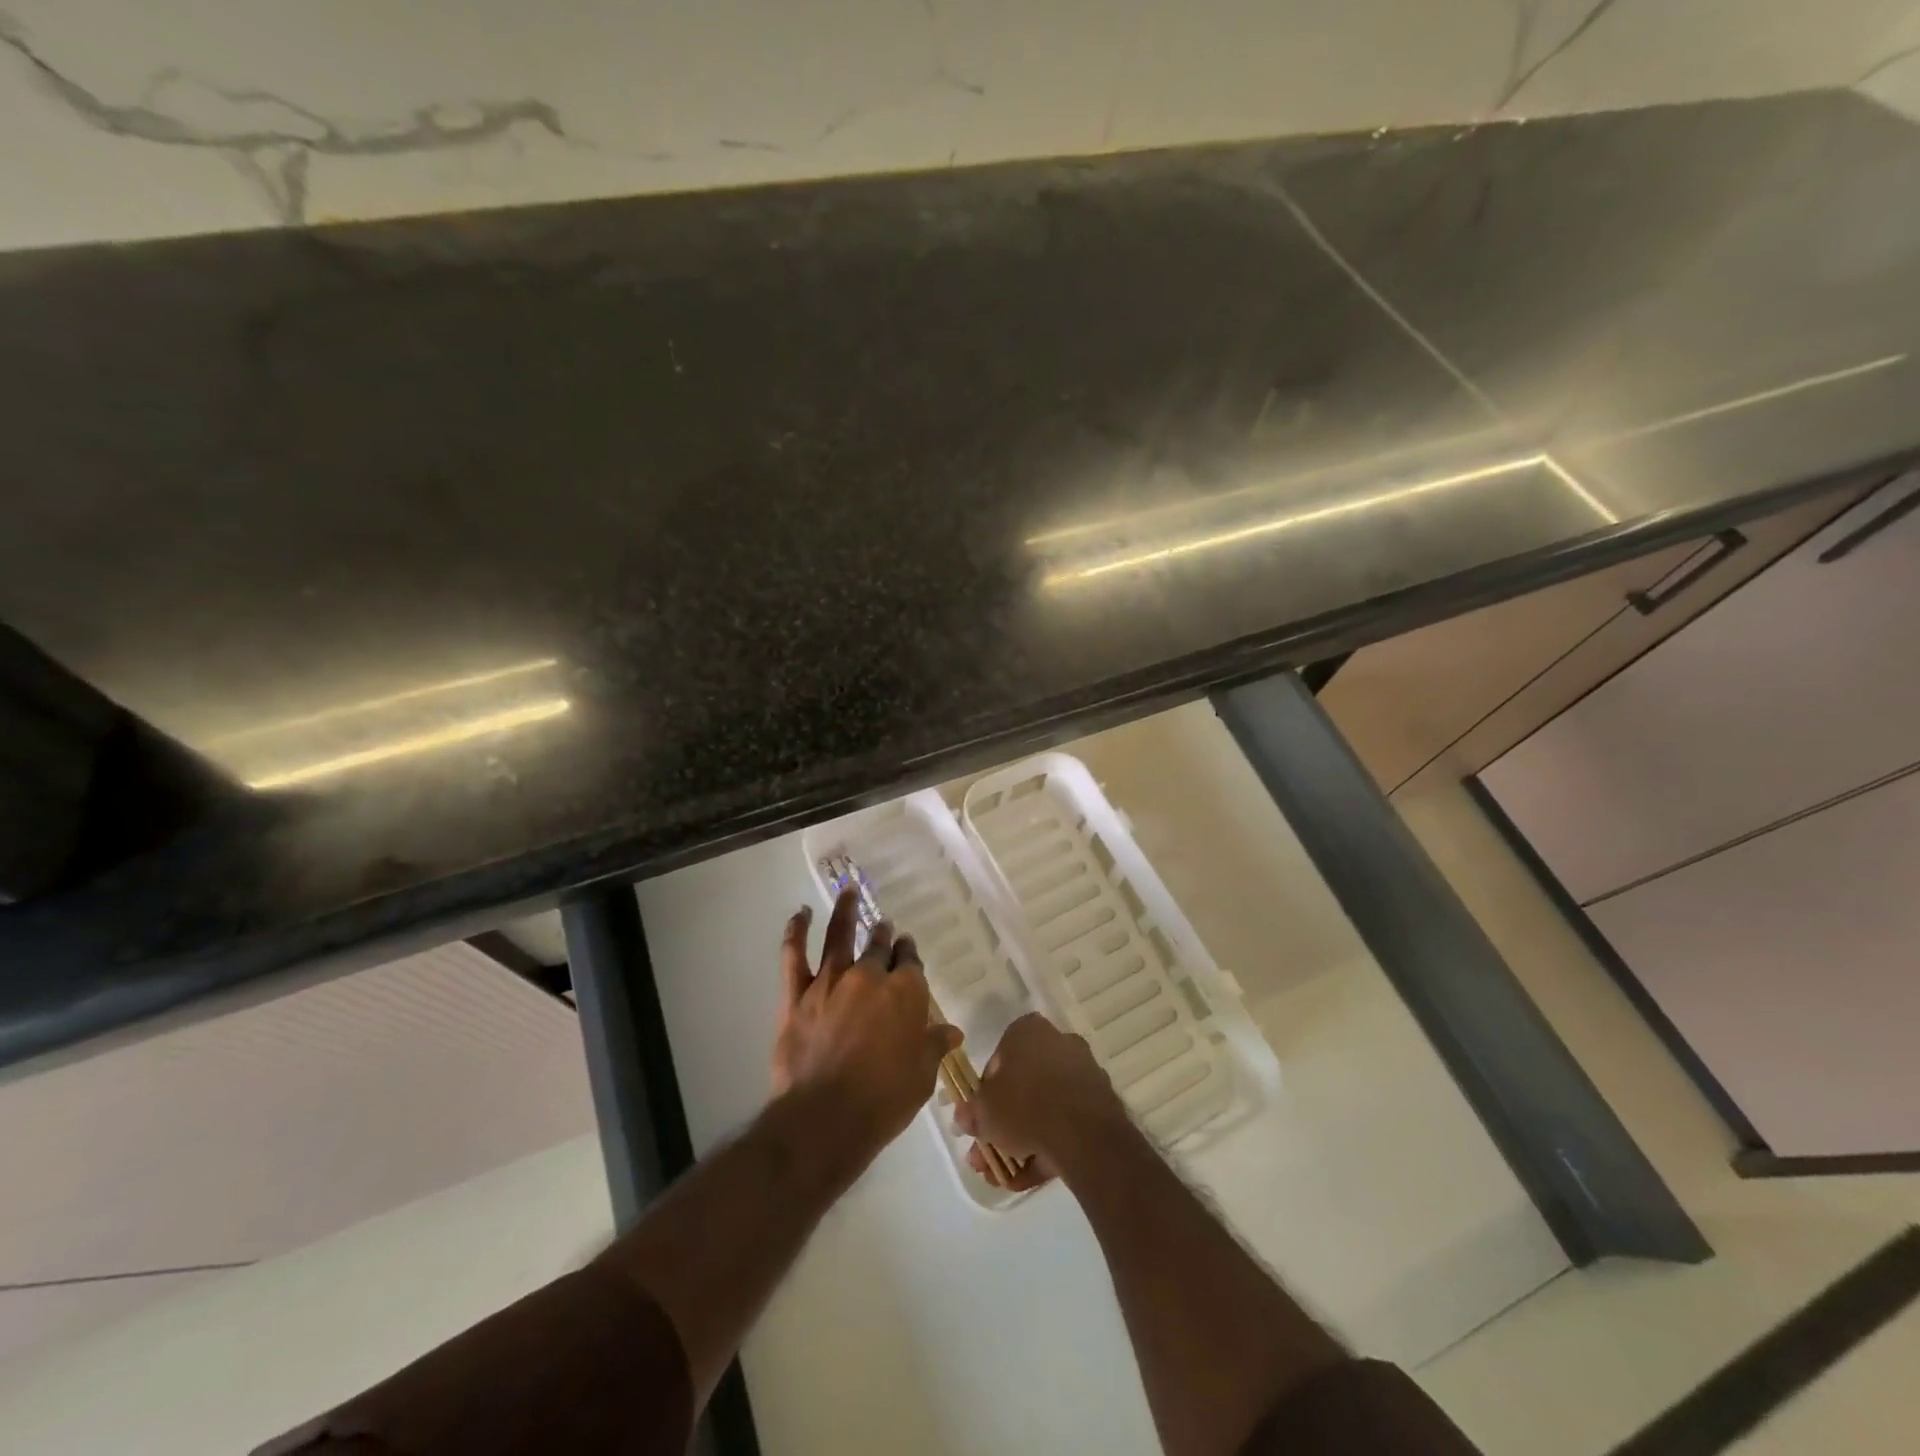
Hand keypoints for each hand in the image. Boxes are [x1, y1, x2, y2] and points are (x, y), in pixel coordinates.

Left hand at [772, 888, 962, 1163]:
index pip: (911, 964)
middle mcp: (869, 976)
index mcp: (905, 992)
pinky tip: (799, 913)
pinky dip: (795, 931)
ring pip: (839, 936)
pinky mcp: (797, 994)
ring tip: (849, 891)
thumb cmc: (884, 1099)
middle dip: (884, 935)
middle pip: (879, 947)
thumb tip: (952, 1031)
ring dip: (846, 911)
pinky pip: (794, 955)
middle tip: (884, 926)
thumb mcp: (922, 1076)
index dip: (909, 955)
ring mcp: (830, 981)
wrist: (826, 1117)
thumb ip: (934, 1045)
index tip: (907, 949)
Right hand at [953, 1013, 1128, 1190]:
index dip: (985, 1092)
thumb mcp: (983, 1111)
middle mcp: (1058, 1044)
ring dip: (1022, 1141)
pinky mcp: (1099, 1105)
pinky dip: (1047, 1148)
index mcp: (1028, 1031)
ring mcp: (1082, 1074)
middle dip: (1003, 1123)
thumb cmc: (1024, 1105)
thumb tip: (964, 1118)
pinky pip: (1065, 1125)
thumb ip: (971, 1112)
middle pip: (1023, 1086)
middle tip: (986, 1154)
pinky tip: (1027, 1178)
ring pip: (1044, 1108)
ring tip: (1003, 1175)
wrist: (1083, 1133)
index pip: (999, 1058)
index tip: (979, 1118)